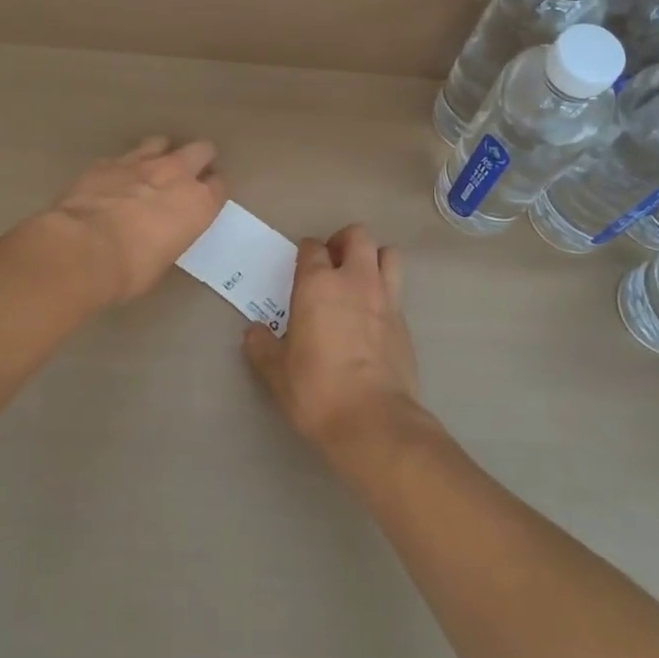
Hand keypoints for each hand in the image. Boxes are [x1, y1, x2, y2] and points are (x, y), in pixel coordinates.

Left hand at [39, 137, 226, 308]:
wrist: (83, 249)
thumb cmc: (131, 269)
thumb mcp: (164, 259)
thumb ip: (171, 235)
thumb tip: (160, 233)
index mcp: (198, 203)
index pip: (219, 185)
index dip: (212, 190)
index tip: (206, 197)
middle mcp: (176, 174)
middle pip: (201, 150)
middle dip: (197, 159)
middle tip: (187, 175)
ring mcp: (141, 163)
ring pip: (162, 143)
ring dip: (161, 154)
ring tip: (151, 170)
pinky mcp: (107, 162)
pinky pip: (123, 157)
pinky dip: (124, 167)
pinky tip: (115, 181)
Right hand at [243, 224, 426, 468]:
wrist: (374, 421)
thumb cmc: (317, 391)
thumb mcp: (278, 373)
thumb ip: (263, 347)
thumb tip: (253, 332)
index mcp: (318, 284)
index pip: (312, 247)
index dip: (305, 253)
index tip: (300, 268)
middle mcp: (355, 280)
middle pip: (357, 236)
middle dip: (344, 242)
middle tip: (332, 264)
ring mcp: (386, 298)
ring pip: (388, 254)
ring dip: (373, 258)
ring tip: (359, 280)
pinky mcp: (405, 322)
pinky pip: (397, 290)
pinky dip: (386, 292)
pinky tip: (374, 316)